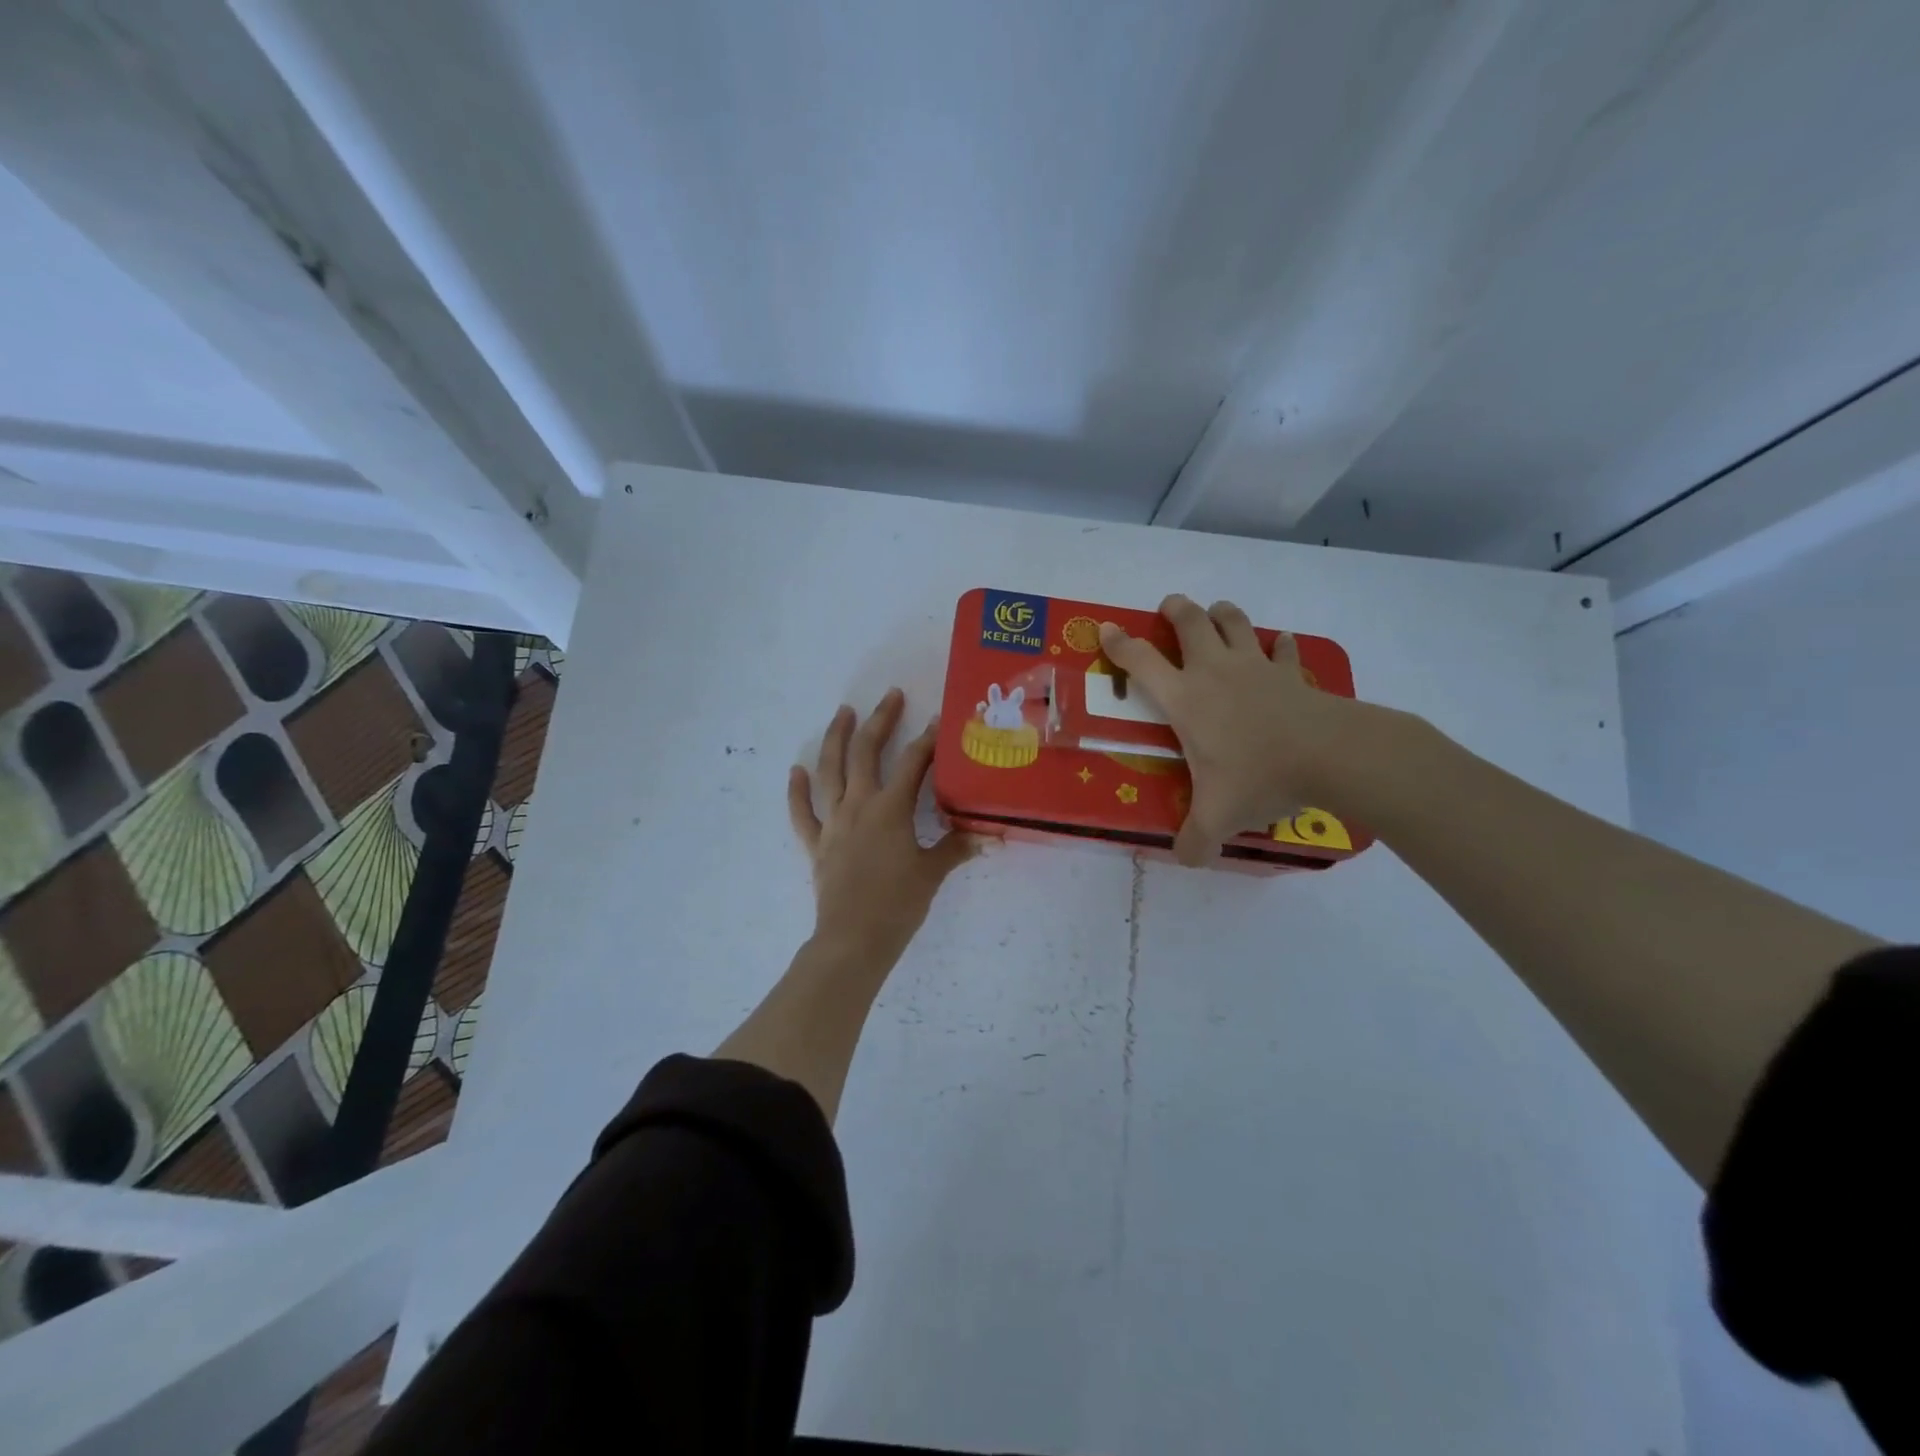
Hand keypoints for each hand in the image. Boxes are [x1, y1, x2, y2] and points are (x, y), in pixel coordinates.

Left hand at [788, 689, 975, 969]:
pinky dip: (796, 791)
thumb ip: (957, 848)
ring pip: (830, 771)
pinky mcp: (816, 844)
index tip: (939, 719)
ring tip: (843, 713)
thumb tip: (989, 836)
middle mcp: (859, 805)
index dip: (928, 740)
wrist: (854, 939)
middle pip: (865, 753)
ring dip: (836, 739)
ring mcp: (833, 823)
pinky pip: (802, 813)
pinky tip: (796, 770)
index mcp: (890, 809)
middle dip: (879, 722)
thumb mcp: (932, 873)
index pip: (912, 764)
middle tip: (890, 696)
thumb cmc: (898, 904)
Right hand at [1098, 594, 1373, 865]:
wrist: (1329, 755)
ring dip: (1222, 613)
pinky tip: (1281, 644)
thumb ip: (1196, 840)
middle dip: (1176, 609)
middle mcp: (1215, 672)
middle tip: (1170, 606)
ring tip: (1217, 613)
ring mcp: (1256, 667)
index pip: (1141, 662)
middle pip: (1190, 622)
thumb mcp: (1219, 816)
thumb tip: (1185, 860)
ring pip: (1234, 622)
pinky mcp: (1291, 673)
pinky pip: (1283, 649)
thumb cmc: (1260, 776)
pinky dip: (1280, 644)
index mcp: (1186, 699)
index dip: (1119, 644)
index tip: (1106, 628)